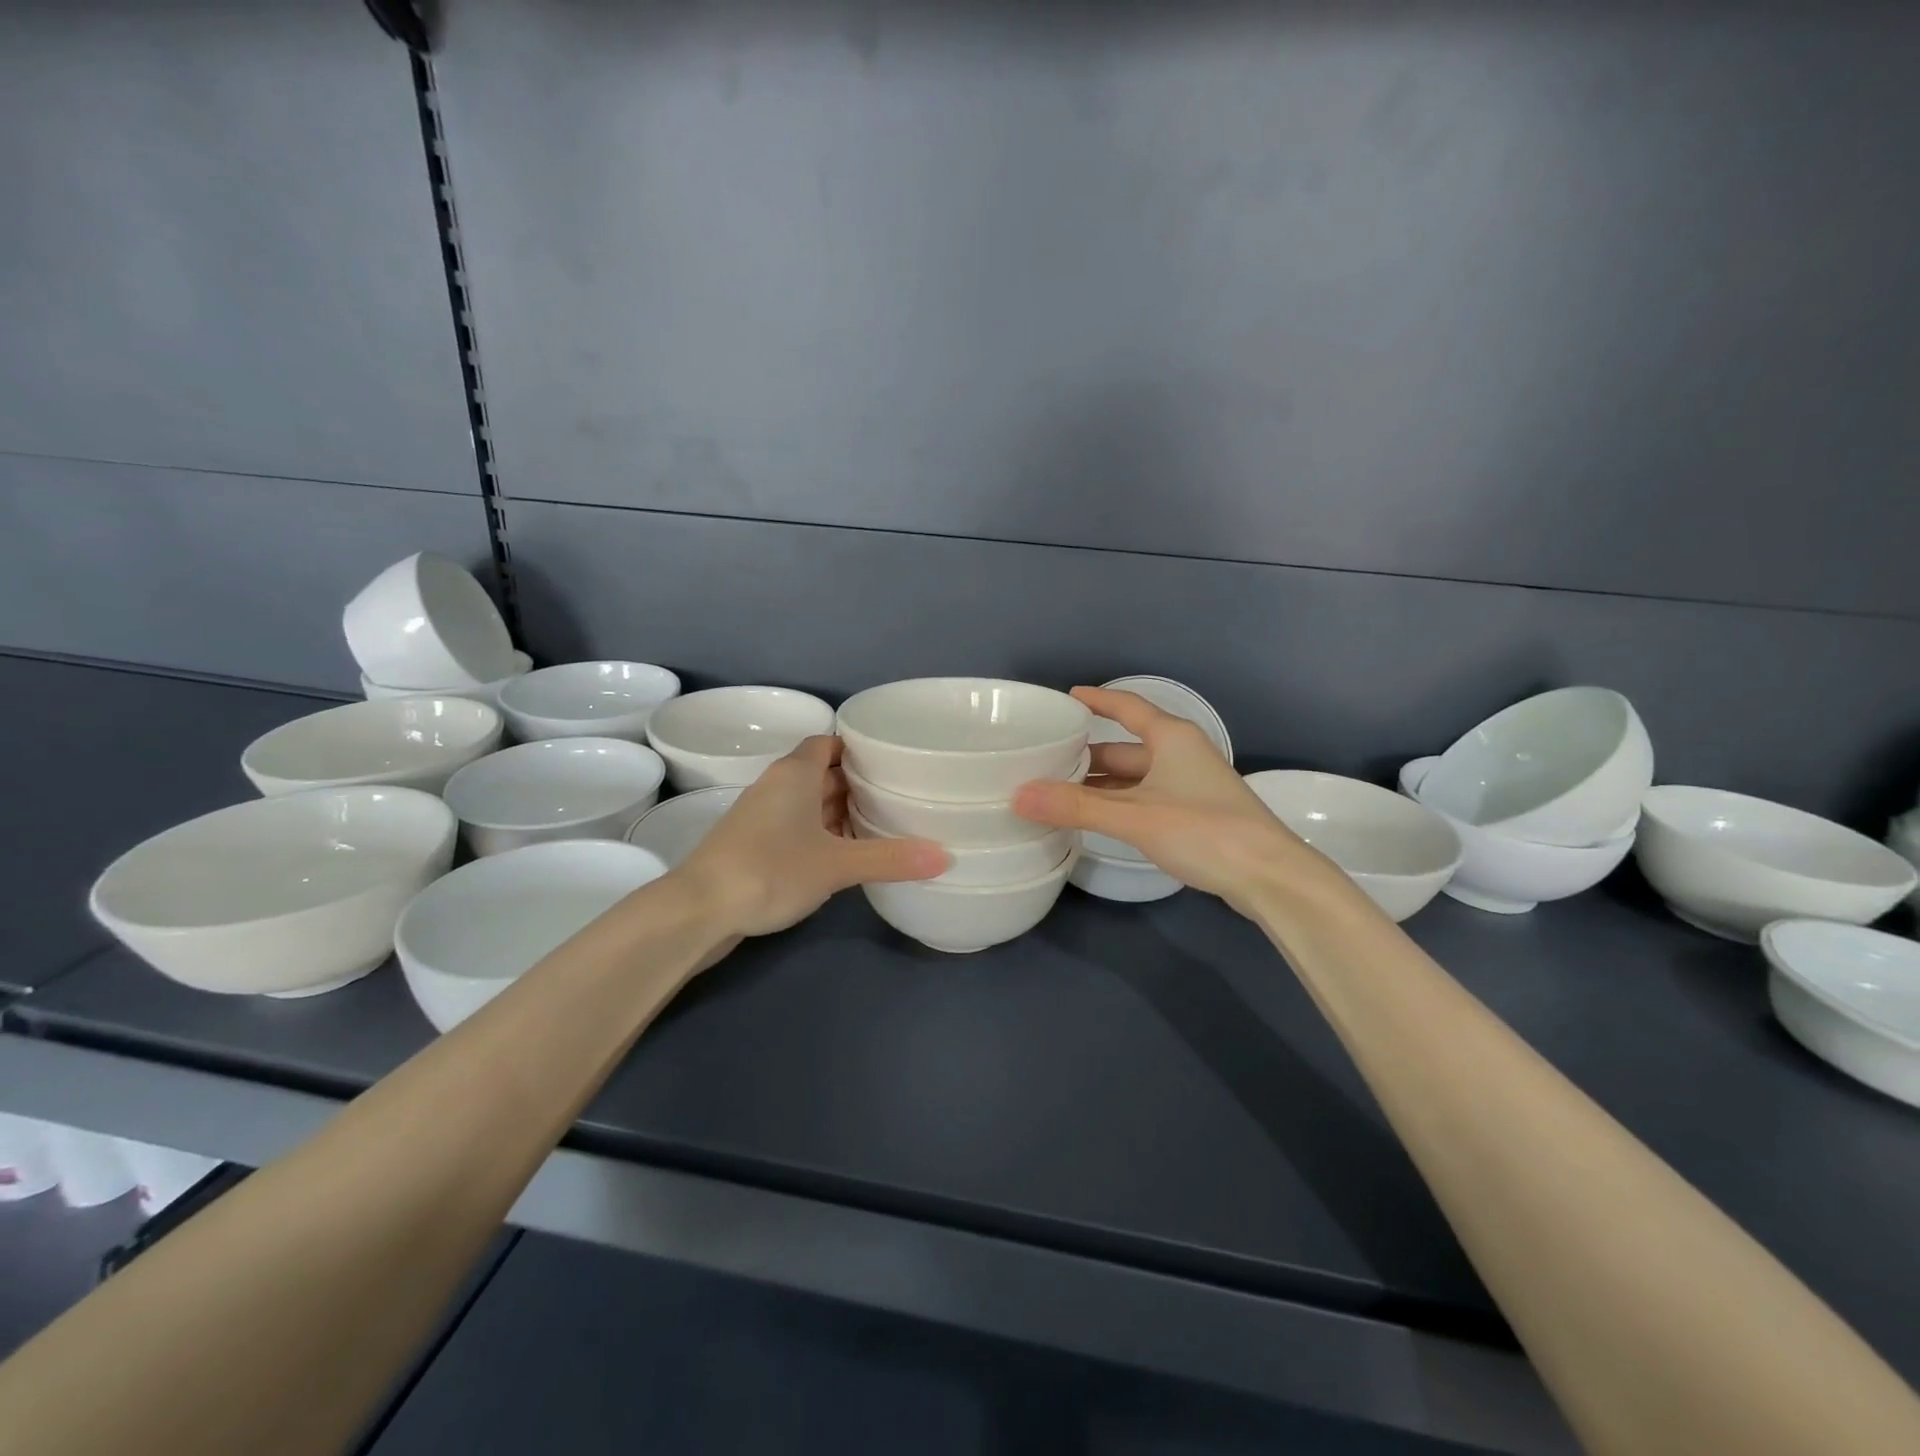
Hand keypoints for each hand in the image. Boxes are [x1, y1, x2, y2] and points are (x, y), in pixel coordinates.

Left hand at [674, 735, 946, 937]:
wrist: (698, 910)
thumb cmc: (769, 870)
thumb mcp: (836, 864)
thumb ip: (889, 858)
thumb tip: (945, 856)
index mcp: (794, 774)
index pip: (829, 742)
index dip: (859, 747)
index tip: (894, 759)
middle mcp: (777, 787)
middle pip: (823, 773)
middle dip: (858, 782)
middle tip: (901, 792)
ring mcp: (762, 817)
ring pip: (809, 803)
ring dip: (840, 811)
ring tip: (883, 823)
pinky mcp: (755, 846)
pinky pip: (797, 828)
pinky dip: (822, 834)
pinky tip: (847, 854)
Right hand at [1013, 687, 1329, 911]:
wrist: (1270, 876)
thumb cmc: (1204, 830)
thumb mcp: (1135, 816)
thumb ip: (1076, 807)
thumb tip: (1018, 795)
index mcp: (1171, 738)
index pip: (1126, 707)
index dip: (1096, 700)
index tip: (1065, 698)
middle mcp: (1181, 754)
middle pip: (1125, 747)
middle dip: (1087, 754)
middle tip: (1044, 761)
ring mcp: (1190, 786)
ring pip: (1134, 777)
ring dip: (1100, 785)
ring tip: (1058, 792)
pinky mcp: (1195, 815)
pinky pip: (1145, 799)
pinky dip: (1118, 804)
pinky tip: (1095, 819)